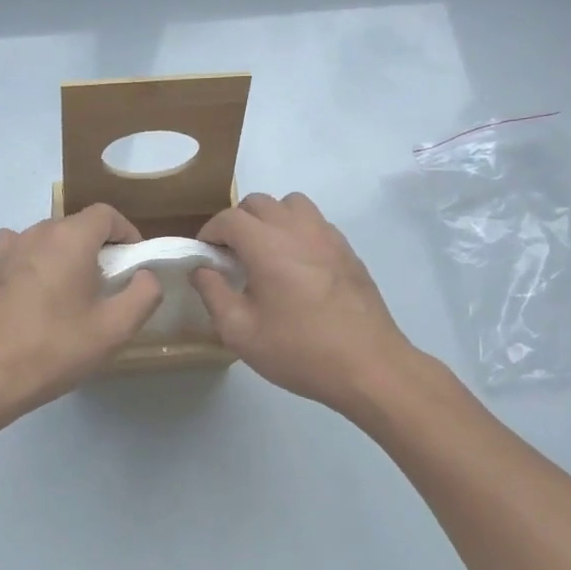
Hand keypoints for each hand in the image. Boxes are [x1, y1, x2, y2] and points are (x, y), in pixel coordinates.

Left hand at [0, 203, 161, 423]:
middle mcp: (37, 231)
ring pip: (49, 239)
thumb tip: (145, 274)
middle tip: (107, 287)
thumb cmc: (55, 349)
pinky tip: (36, 292)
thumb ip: (143, 294)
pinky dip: (36, 261)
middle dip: (98, 249)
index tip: (133, 264)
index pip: (107, 215)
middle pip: (77, 226)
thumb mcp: (114, 329)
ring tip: (71, 295)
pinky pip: (21, 250)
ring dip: (66, 256)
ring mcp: (7, 247)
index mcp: (71, 238)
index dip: (127, 234)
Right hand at [192, 192, 421, 418]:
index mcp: (267, 245)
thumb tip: (201, 270)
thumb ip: (213, 294)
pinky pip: (316, 223)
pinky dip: (298, 231)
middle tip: (231, 256)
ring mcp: (328, 236)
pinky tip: (297, 266)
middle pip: (259, 203)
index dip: (210, 233)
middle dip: (237, 222)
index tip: (204, 256)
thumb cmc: (298, 350)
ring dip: (271, 219)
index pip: (229, 219)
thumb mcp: (240, 331)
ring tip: (266, 252)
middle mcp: (297, 229)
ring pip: (292, 205)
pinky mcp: (348, 251)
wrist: (369, 366)